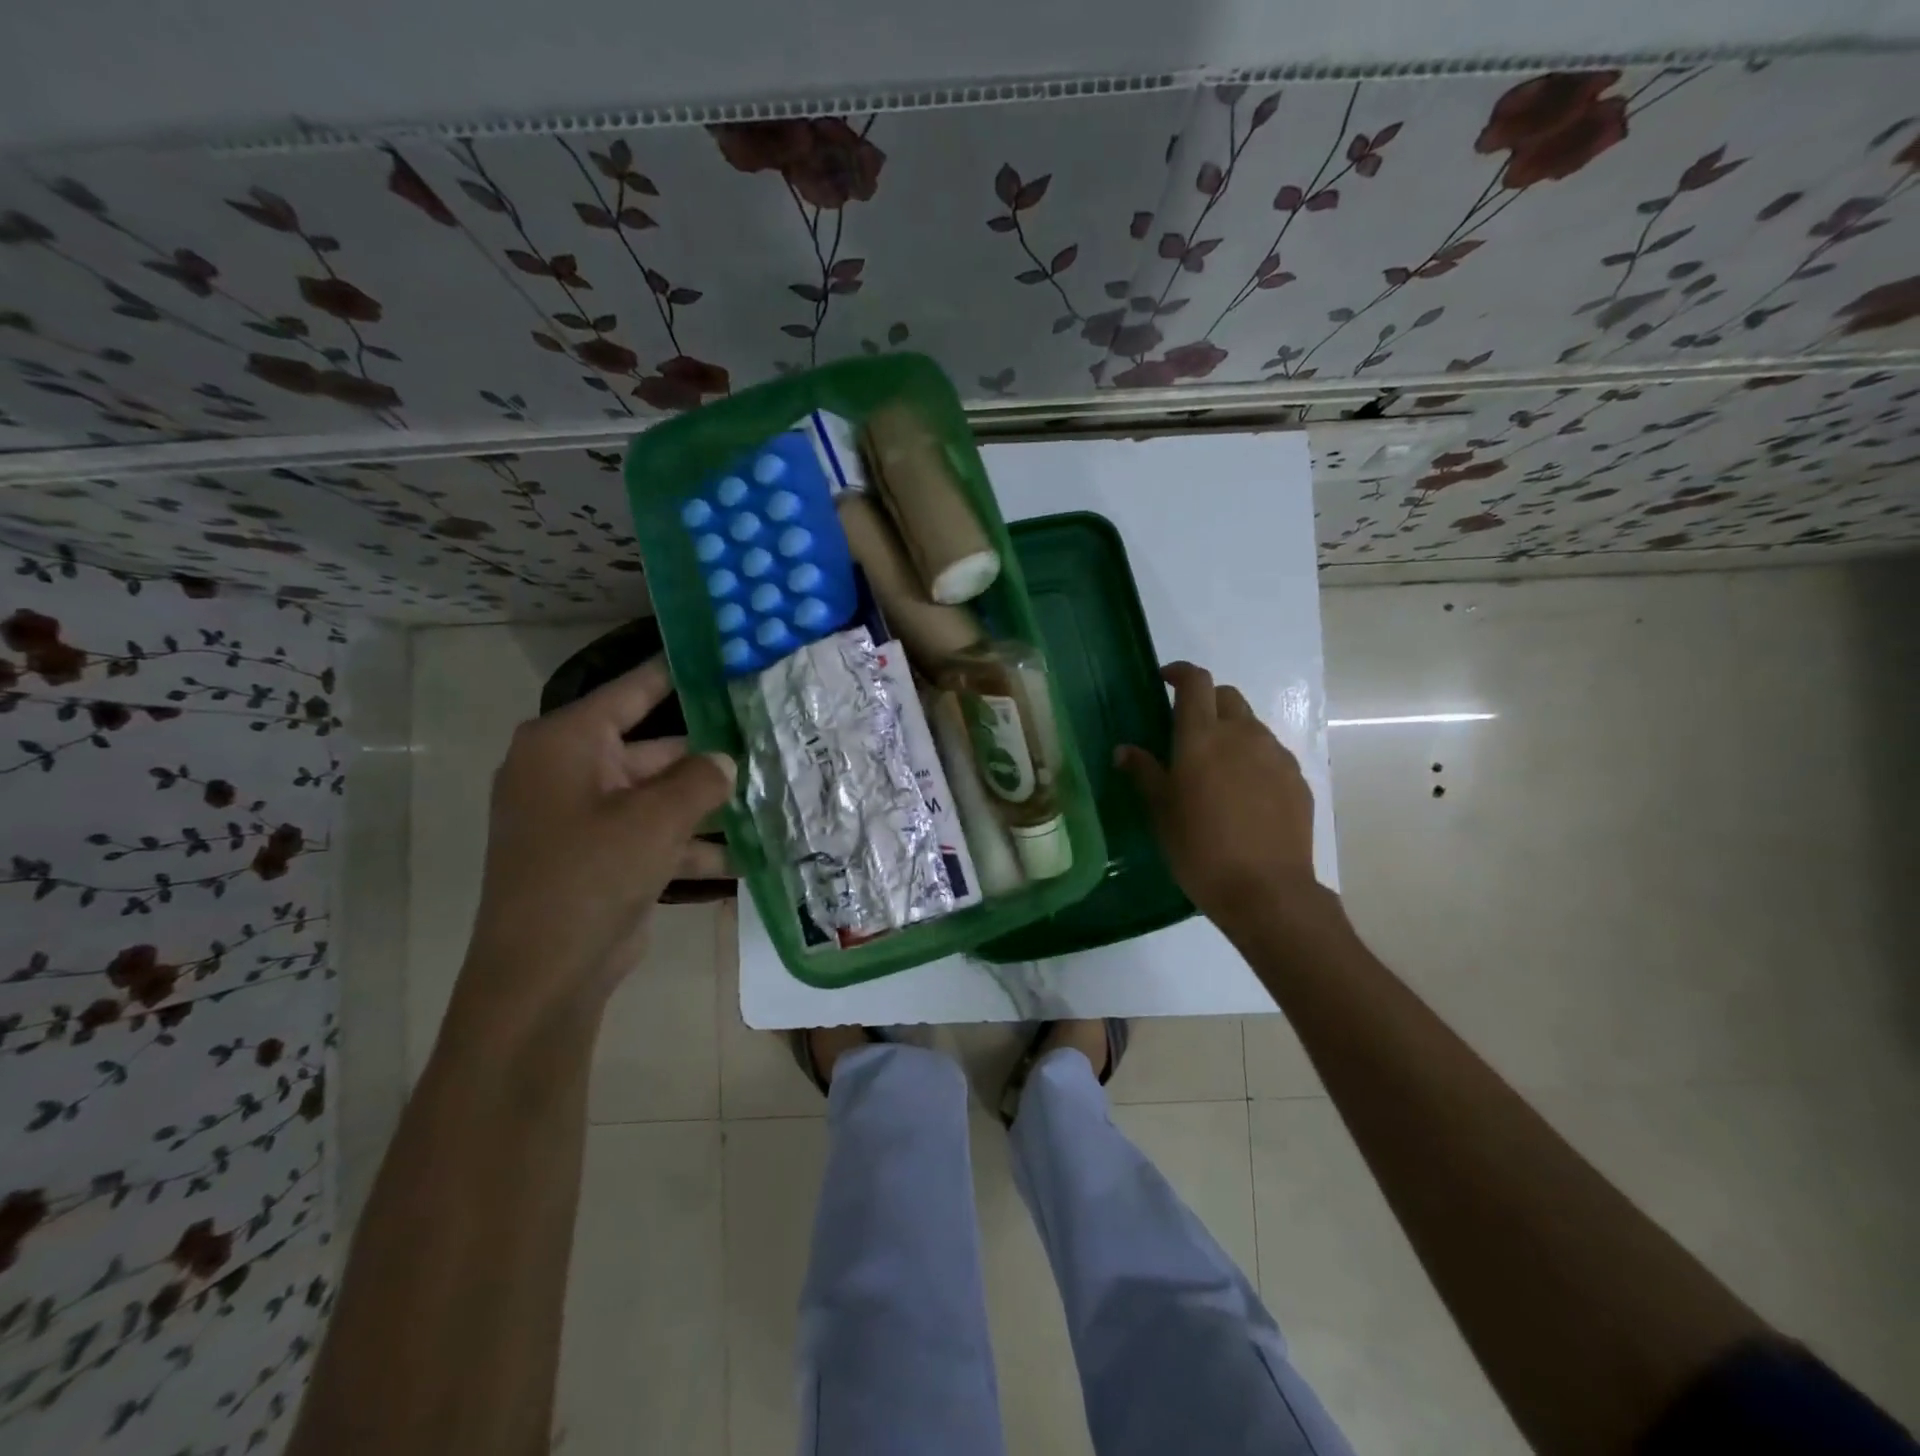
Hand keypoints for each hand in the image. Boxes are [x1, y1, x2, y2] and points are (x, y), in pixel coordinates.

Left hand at [450, 657, 735, 1041]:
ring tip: (770, 797)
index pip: (633, 691)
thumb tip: (724, 760)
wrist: (544, 974)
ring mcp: (585, 817)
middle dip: (709, 754)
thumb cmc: (592, 874)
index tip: (722, 657)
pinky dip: (692, 843)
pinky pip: (654, 834)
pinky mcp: (600, 856)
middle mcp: (571, 771)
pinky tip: (746, 854)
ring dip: (709, 805)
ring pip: (660, 795)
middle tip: (767, 739)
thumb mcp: (656, 818)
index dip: (678, 673)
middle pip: (654, 748)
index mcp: (567, 743)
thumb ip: (700, 779)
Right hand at [1116, 661, 1319, 926]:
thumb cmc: (1200, 849)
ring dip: (1231, 731)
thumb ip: (1145, 773)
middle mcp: (1242, 734)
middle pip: (1227, 696)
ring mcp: (1275, 755)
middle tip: (1188, 730)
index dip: (1181, 673)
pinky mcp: (1297, 779)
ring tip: (1217, 766)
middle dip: (1206, 702)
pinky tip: (1244, 792)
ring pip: (1251, 725)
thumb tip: (1125, 750)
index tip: (1166, 680)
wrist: (1266, 890)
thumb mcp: (1161, 812)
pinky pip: (1270, 753)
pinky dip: (1253, 758)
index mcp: (1201, 737)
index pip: (1196, 682)